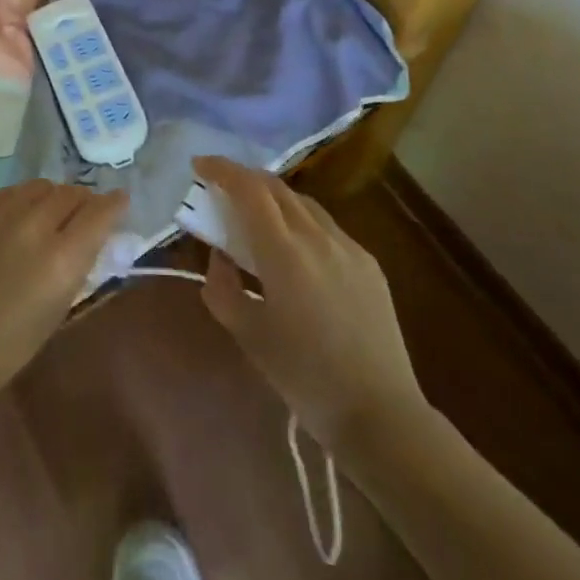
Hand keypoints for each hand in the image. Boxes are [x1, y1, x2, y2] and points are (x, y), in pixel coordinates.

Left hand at [0, 180, 127, 413]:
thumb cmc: (12, 342)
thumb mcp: (61, 303)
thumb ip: (80, 260)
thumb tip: (93, 232)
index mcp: (61, 256)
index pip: (100, 211)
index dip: (114, 204)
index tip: (119, 202)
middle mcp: (33, 224)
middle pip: (70, 192)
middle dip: (82, 201)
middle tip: (81, 215)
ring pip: (39, 186)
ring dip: (50, 198)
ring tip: (46, 217)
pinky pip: (8, 193)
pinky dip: (19, 202)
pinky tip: (14, 222)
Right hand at [193, 156, 427, 448]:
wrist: (380, 414)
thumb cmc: (304, 377)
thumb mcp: (247, 334)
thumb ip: (222, 286)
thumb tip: (219, 256)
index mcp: (284, 252)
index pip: (249, 189)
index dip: (222, 169)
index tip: (199, 165)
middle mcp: (317, 237)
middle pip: (276, 187)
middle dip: (244, 179)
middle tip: (220, 190)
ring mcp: (348, 247)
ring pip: (303, 203)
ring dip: (273, 198)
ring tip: (255, 217)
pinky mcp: (368, 263)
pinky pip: (326, 226)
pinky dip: (300, 221)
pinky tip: (294, 249)